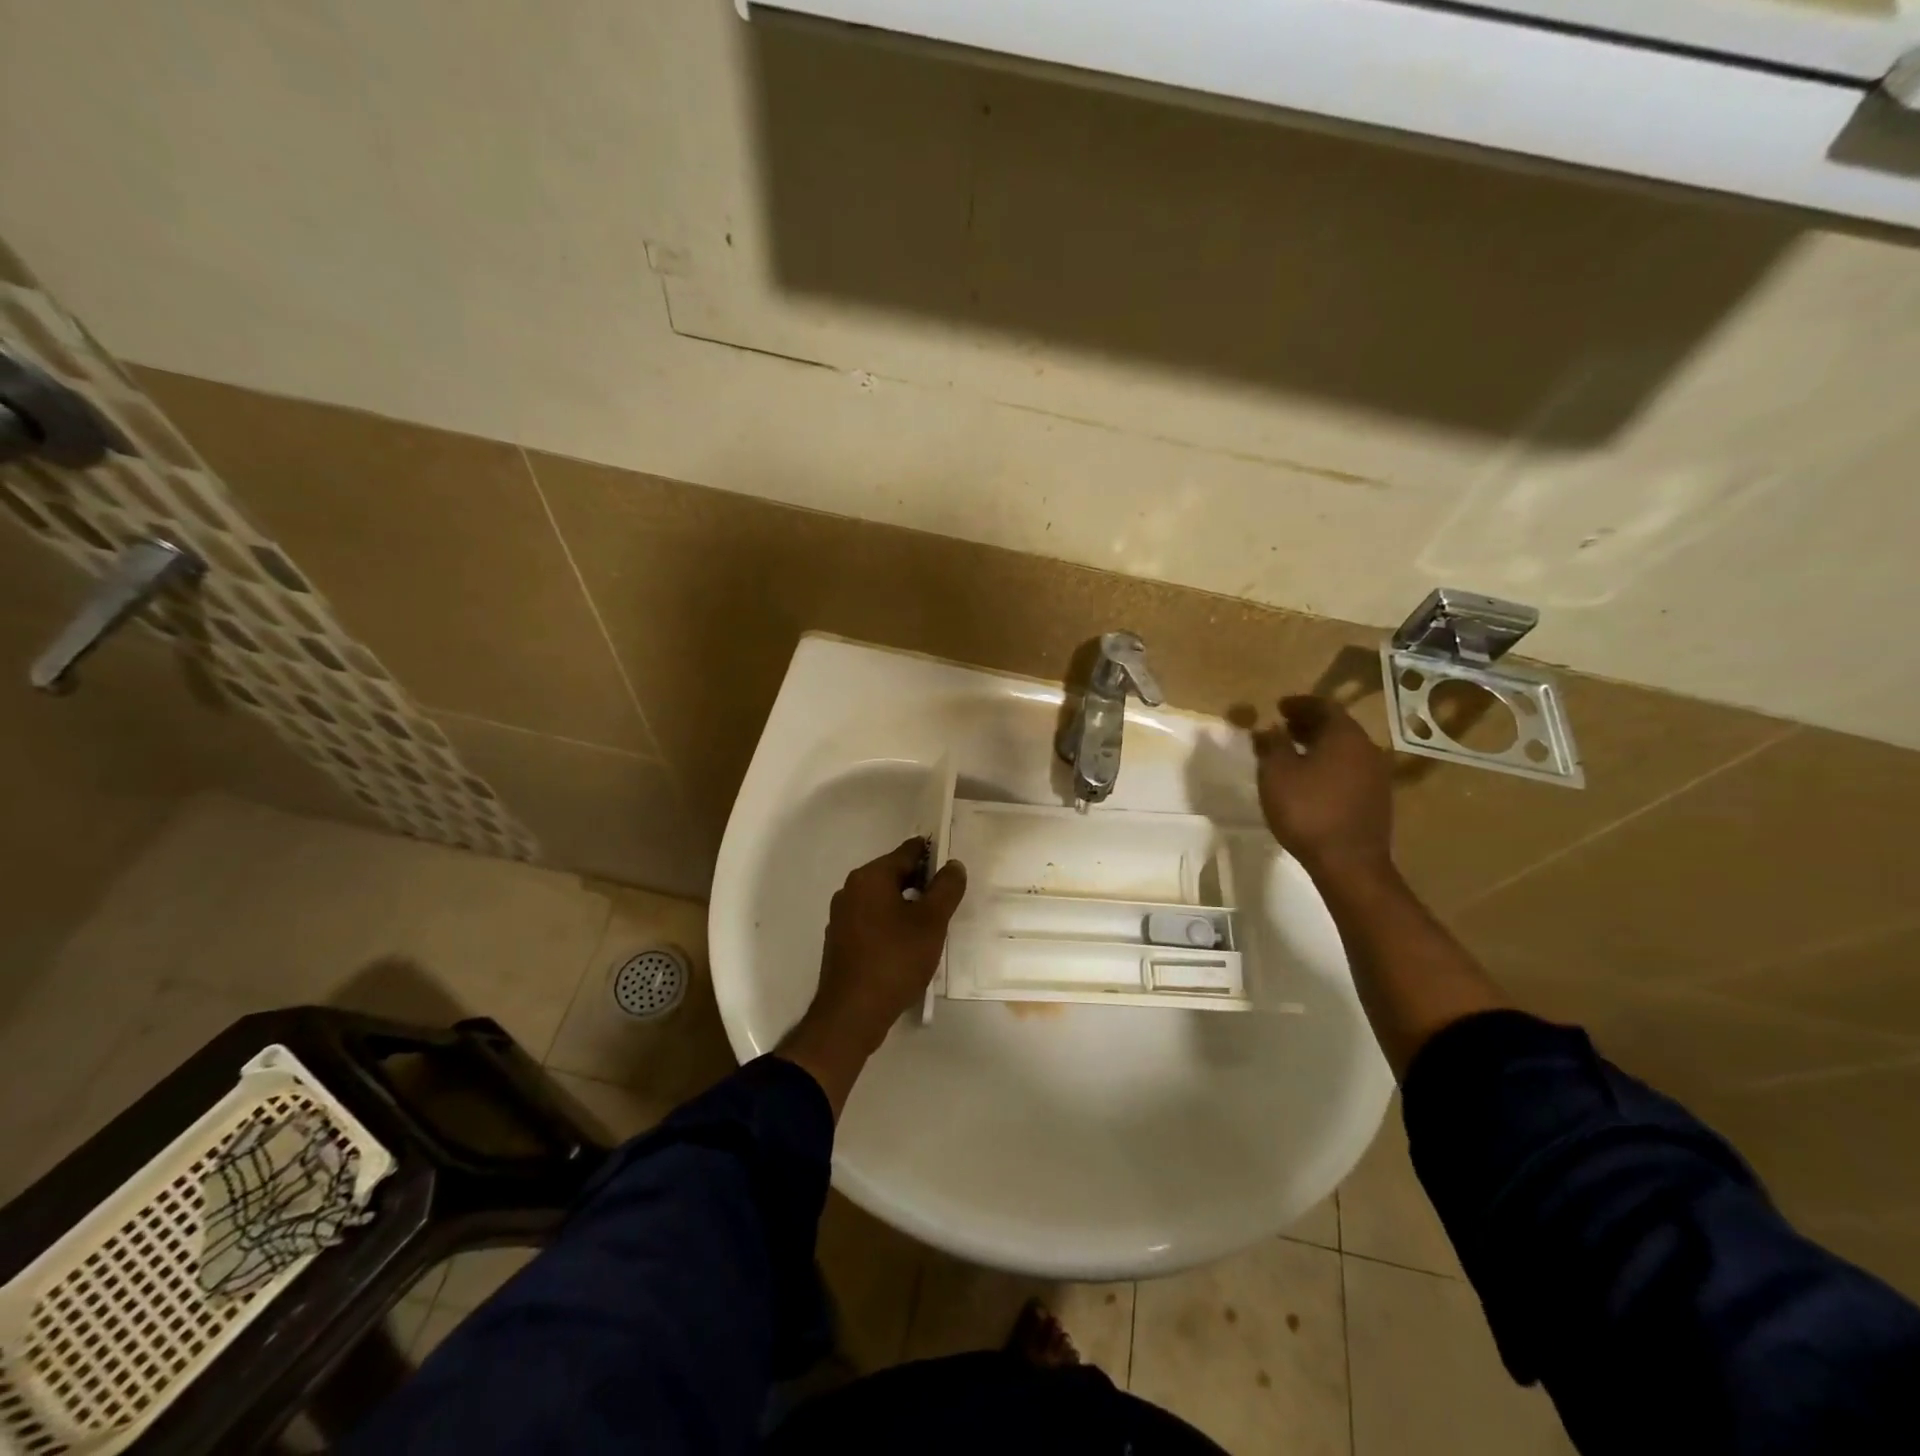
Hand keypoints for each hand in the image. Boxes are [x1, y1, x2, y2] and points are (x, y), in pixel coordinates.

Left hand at [779, 838, 966, 1117]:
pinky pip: (873, 921)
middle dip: (922, 883)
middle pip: (894, 874)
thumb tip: (953, 865)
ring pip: (883, 899)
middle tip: (950, 899)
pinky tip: (909, 945)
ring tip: (934, 924)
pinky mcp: (841, 941)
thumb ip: (946, 889)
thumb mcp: (931, 922)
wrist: (851, 1014)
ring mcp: (842, 916)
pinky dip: (892, 924)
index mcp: (870, 877)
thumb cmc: (894, 960)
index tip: (955, 868)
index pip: (908, 851)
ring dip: (908, 906)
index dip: (934, 856)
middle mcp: (851, 890)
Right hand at [1254, 696, 1393, 880]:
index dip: (1299, 704)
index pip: (1324, 706)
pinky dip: (1329, 764)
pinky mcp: (1376, 799)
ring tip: (1293, 752)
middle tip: (1284, 727)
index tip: (1279, 706)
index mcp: (1345, 736)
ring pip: (1345, 749)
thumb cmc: (1308, 811)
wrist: (1349, 863)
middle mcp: (1367, 749)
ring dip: (1319, 745)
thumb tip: (1269, 728)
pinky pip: (1350, 769)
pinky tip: (1311, 779)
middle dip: (1309, 724)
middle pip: (1337, 726)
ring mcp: (1376, 775)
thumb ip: (1272, 745)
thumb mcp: (1277, 774)